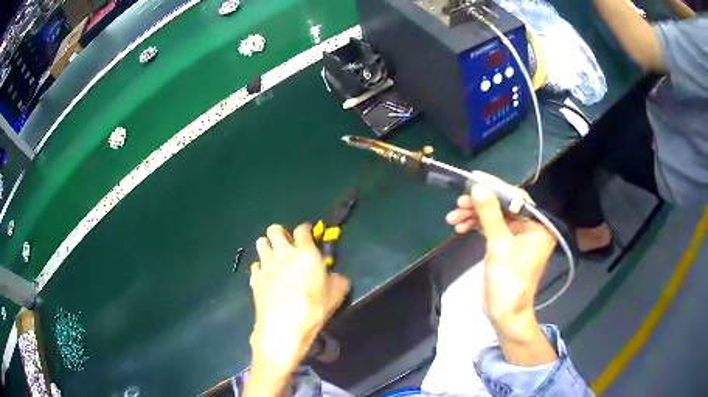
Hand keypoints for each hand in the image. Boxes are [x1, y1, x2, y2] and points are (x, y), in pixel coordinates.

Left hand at [249, 224, 349, 371]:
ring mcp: (266, 264)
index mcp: (305, 252)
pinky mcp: (254, 277)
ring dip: (267, 246)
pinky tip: (266, 277)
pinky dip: (260, 267)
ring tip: (274, 259)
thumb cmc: (313, 308)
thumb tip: (336, 276)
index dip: (305, 230)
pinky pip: (255, 264)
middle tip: (288, 247)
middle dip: (281, 234)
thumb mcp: (336, 295)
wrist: (283, 325)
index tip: (308, 235)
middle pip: (274, 229)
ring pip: (260, 242)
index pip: (302, 229)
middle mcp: (283, 253)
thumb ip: (338, 280)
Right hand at [445, 172, 555, 334]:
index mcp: (538, 225)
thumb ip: (489, 214)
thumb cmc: (508, 280)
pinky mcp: (505, 245)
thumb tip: (478, 186)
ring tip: (453, 218)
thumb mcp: (499, 245)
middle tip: (459, 202)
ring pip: (494, 217)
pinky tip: (460, 226)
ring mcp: (517, 237)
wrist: (504, 313)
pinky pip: (491, 228)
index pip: (517, 198)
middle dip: (480, 204)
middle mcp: (531, 227)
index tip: (474, 180)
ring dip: (474, 215)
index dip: (495, 187)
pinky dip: (475, 226)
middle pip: (503, 206)